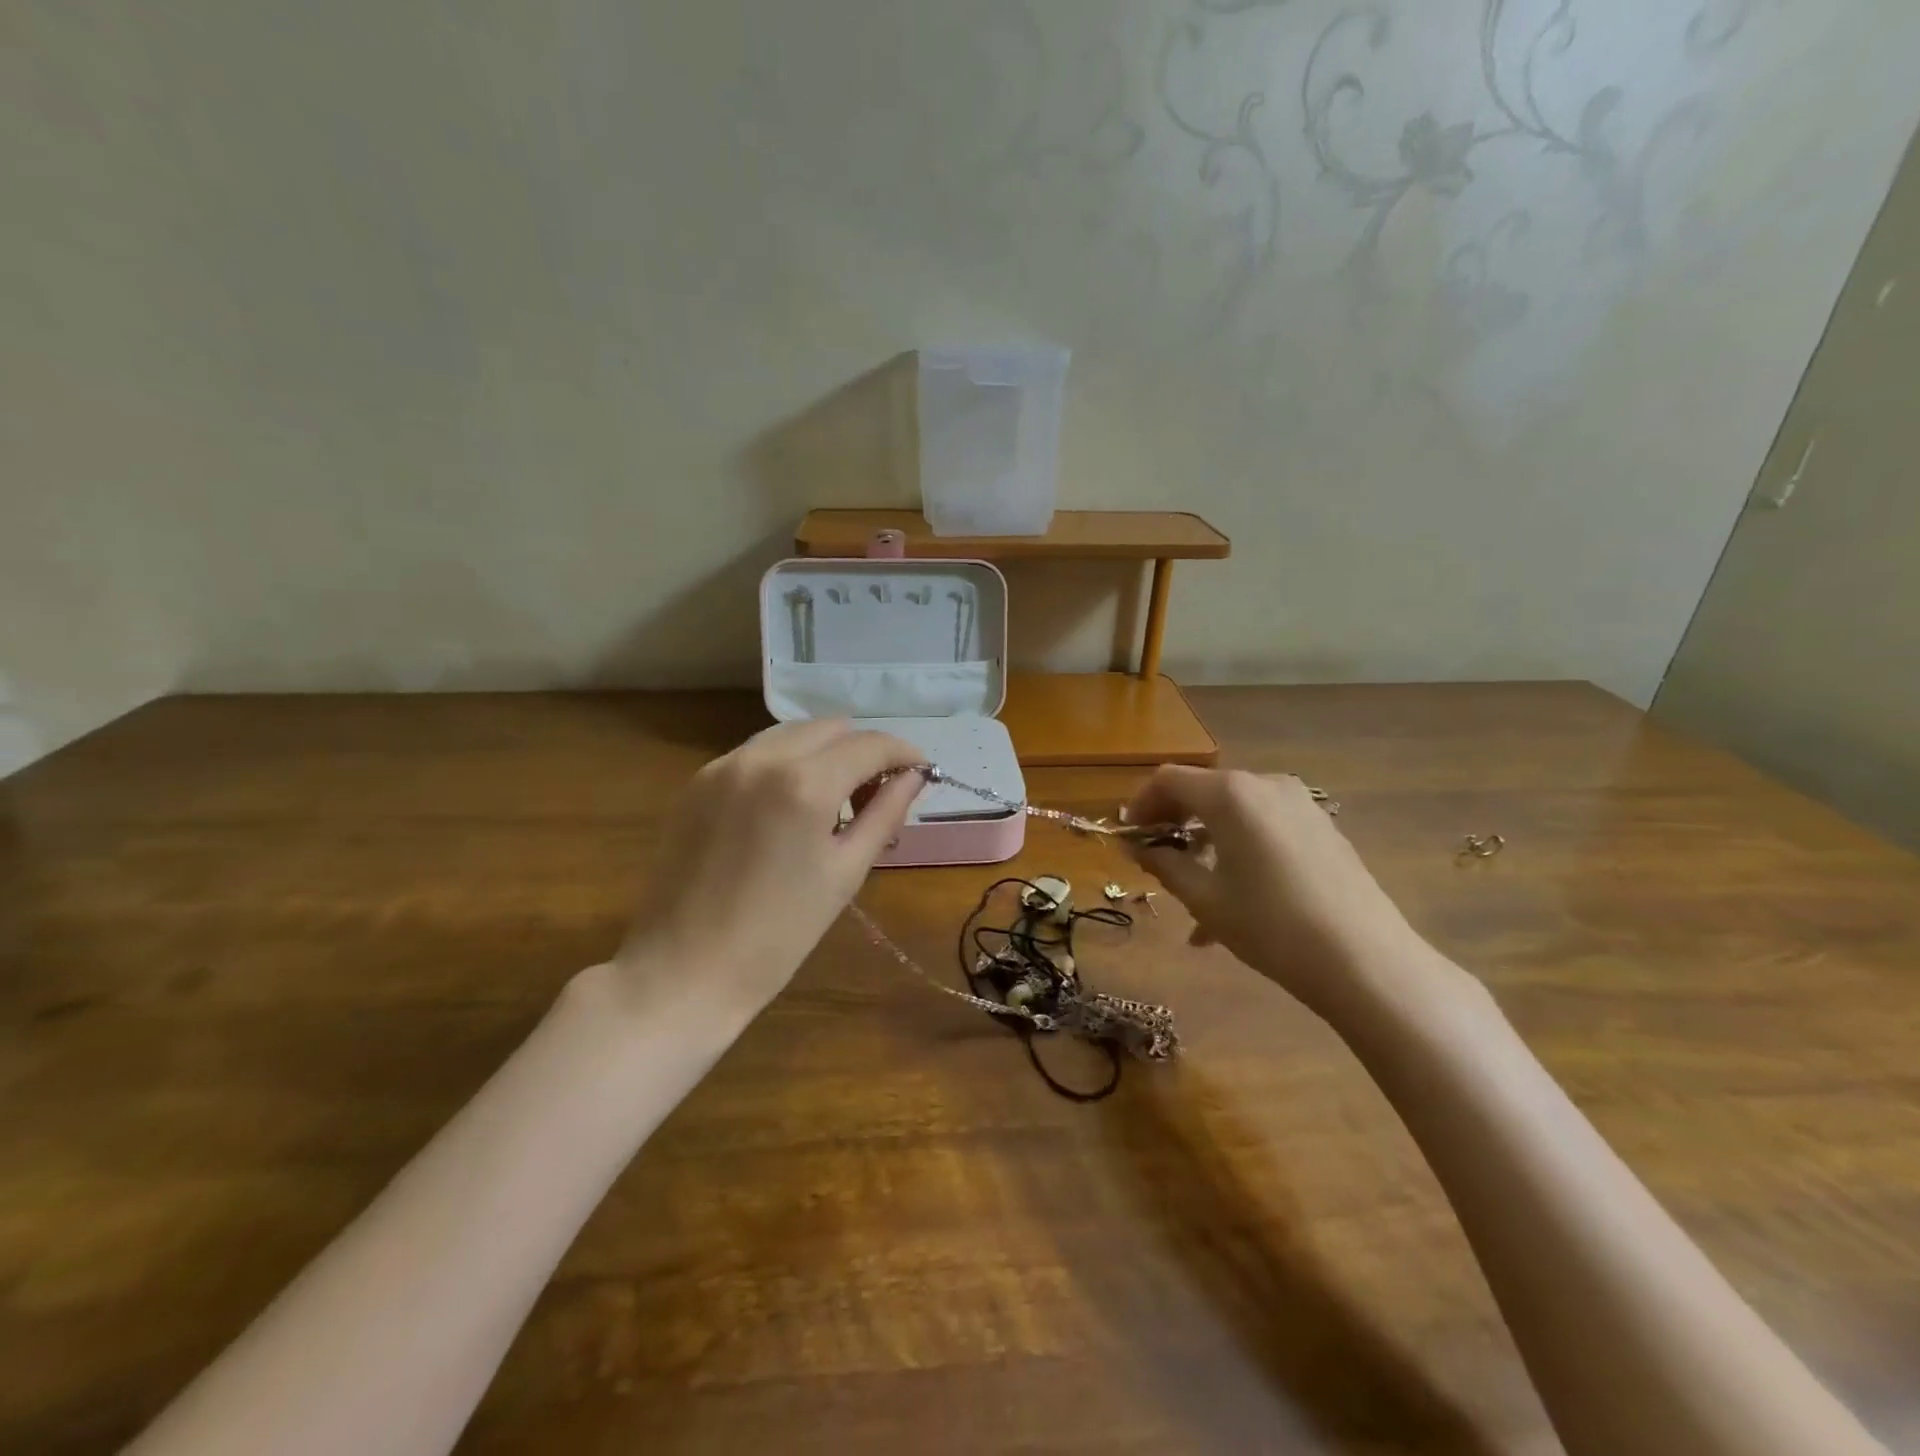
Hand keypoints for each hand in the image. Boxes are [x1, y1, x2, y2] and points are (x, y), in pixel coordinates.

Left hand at [613, 720, 924, 1016]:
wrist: (683, 970)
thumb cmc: (778, 934)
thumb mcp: (845, 873)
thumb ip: (884, 814)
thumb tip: (913, 777)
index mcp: (803, 784)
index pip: (869, 745)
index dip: (903, 753)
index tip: (920, 772)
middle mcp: (762, 758)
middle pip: (831, 729)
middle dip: (863, 751)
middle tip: (876, 795)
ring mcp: (723, 766)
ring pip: (792, 734)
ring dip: (824, 753)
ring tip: (834, 800)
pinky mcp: (698, 782)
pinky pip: (756, 753)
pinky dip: (786, 764)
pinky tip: (788, 807)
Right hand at [1125, 767, 1453, 1028]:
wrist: (1367, 962)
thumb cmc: (1271, 926)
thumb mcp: (1205, 899)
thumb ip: (1165, 865)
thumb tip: (1139, 848)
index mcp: (1230, 794)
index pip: (1168, 780)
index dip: (1140, 804)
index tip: (1128, 837)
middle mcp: (1265, 784)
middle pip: (1203, 792)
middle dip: (1174, 825)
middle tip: (1156, 863)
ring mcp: (1299, 804)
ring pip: (1234, 814)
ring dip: (1206, 844)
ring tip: (1194, 897)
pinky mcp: (1322, 827)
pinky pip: (1264, 828)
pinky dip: (1239, 851)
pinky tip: (1236, 900)